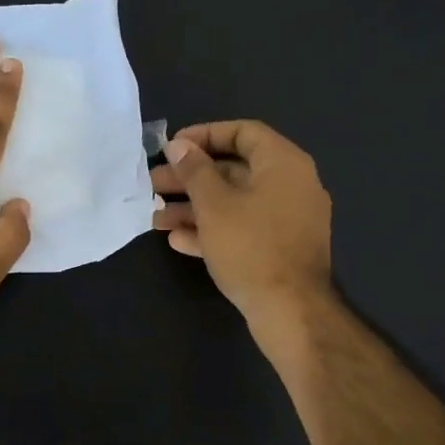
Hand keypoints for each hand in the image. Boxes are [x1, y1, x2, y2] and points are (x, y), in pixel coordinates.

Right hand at [151, 120, 333, 329]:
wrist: (290, 311)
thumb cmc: (251, 247)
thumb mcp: (214, 204)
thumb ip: (194, 170)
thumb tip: (179, 146)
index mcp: (283, 164)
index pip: (243, 132)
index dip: (204, 135)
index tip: (172, 147)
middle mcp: (290, 186)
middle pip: (234, 170)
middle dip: (190, 177)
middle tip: (153, 184)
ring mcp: (287, 220)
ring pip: (234, 203)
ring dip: (194, 207)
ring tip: (156, 217)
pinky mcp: (279, 249)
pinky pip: (243, 229)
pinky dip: (212, 230)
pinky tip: (177, 240)